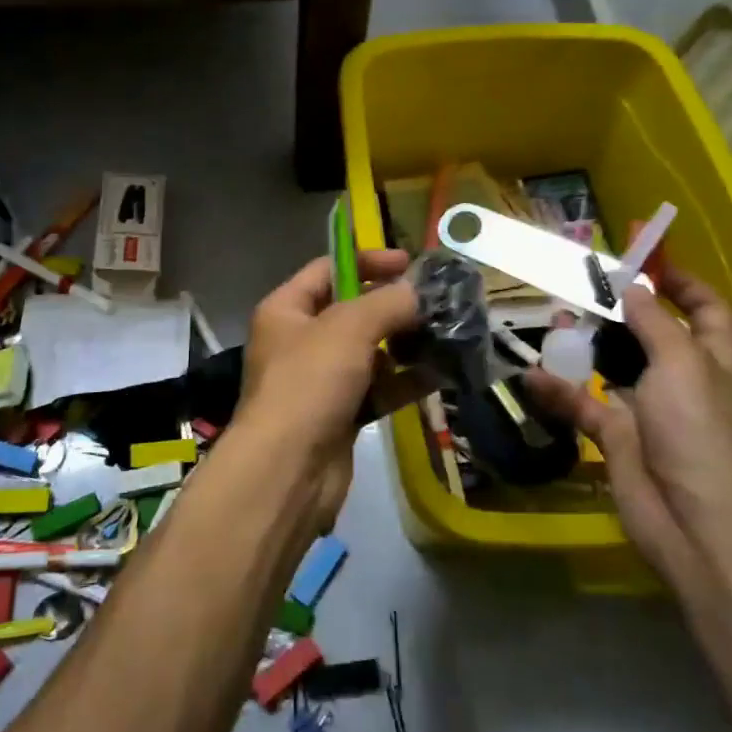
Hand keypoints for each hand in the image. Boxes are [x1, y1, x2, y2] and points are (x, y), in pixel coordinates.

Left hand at [237, 249, 417, 523]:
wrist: (288, 470)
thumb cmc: (309, 382)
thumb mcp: (349, 327)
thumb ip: (388, 302)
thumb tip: (419, 292)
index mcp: (286, 309)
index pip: (327, 269)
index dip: (367, 261)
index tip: (410, 263)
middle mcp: (299, 340)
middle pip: (351, 311)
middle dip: (392, 306)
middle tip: (436, 303)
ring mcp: (318, 380)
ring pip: (368, 352)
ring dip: (403, 344)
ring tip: (445, 336)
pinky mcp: (339, 415)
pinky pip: (376, 388)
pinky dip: (403, 382)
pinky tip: (438, 375)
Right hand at [522, 267, 731, 589]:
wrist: (697, 523)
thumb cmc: (701, 432)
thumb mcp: (684, 364)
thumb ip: (655, 322)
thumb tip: (634, 287)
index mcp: (716, 361)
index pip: (705, 309)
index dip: (680, 282)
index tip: (643, 258)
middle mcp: (684, 381)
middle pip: (651, 334)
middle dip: (618, 310)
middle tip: (579, 288)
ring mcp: (649, 411)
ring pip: (612, 366)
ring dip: (583, 346)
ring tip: (552, 322)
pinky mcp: (617, 437)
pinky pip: (584, 405)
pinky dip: (559, 392)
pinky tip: (532, 377)